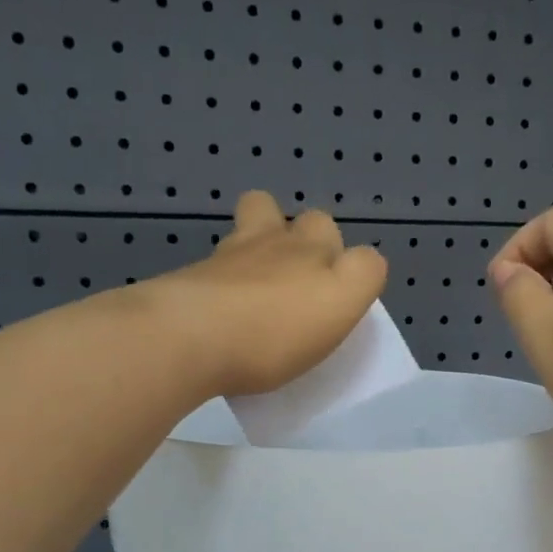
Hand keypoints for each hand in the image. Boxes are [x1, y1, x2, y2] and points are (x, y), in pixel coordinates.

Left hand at [153, 191, 387, 397]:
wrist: (189, 338)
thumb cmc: (275, 329)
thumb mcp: (341, 302)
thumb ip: (363, 274)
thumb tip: (362, 260)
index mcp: (310, 247)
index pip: (332, 231)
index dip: (341, 260)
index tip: (335, 297)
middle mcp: (267, 241)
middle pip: (278, 213)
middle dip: (288, 235)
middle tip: (293, 282)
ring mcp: (223, 257)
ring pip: (242, 231)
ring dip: (252, 246)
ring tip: (256, 288)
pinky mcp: (189, 281)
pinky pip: (212, 269)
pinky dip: (222, 282)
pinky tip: (223, 312)